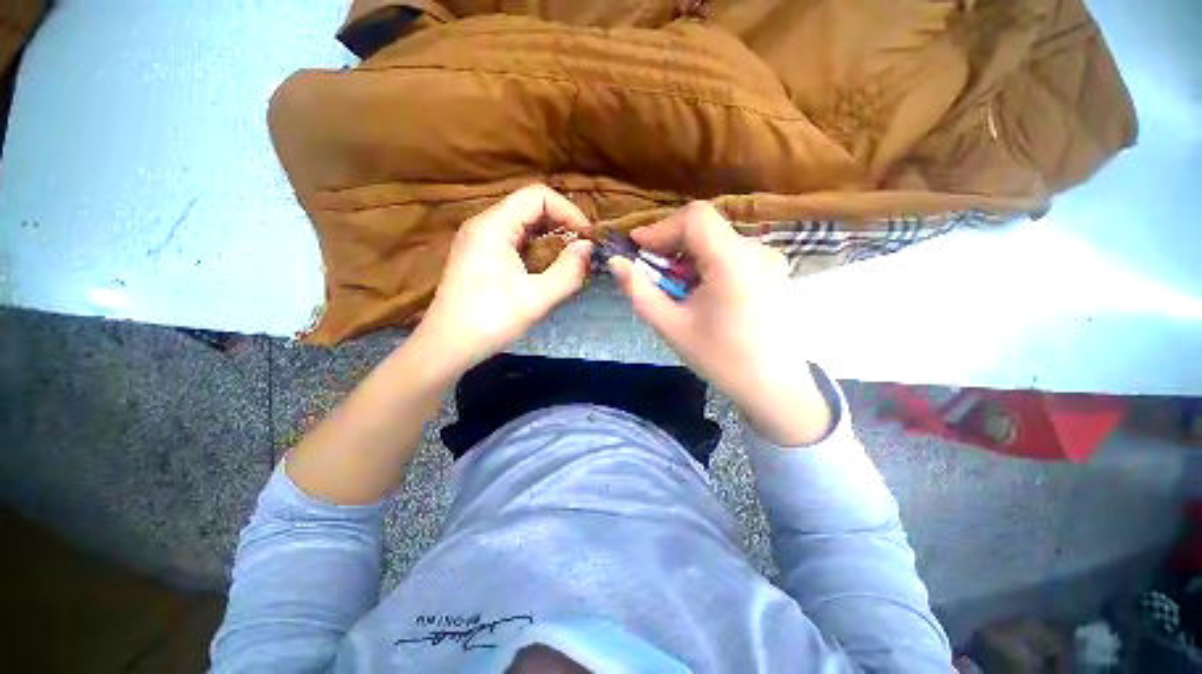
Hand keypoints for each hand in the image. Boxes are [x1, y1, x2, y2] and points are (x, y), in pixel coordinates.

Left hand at [413, 185, 593, 374]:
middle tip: (583, 251)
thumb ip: (568, 271)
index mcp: (493, 226)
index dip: (568, 211)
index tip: (587, 239)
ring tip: (571, 261)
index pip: (537, 195)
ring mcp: (480, 241)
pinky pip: (515, 241)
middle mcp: (484, 225)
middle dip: (562, 225)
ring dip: (551, 238)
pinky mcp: (481, 257)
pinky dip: (537, 249)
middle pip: (530, 207)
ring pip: (524, 225)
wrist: (447, 347)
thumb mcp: (536, 299)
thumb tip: (589, 248)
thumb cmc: (490, 321)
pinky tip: (549, 269)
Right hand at [609, 202, 831, 444]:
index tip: (638, 249)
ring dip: (689, 257)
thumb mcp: (671, 326)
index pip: (695, 217)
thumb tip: (616, 262)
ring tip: (678, 289)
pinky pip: (732, 254)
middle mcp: (757, 250)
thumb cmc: (720, 359)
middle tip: (653, 274)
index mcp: (733, 261)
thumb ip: (639, 291)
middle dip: (671, 245)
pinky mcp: (774, 270)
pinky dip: (709, 264)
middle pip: (705, 228)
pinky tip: (703, 293)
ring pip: (717, 241)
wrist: (774, 388)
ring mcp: (771, 259)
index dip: (661, 228)